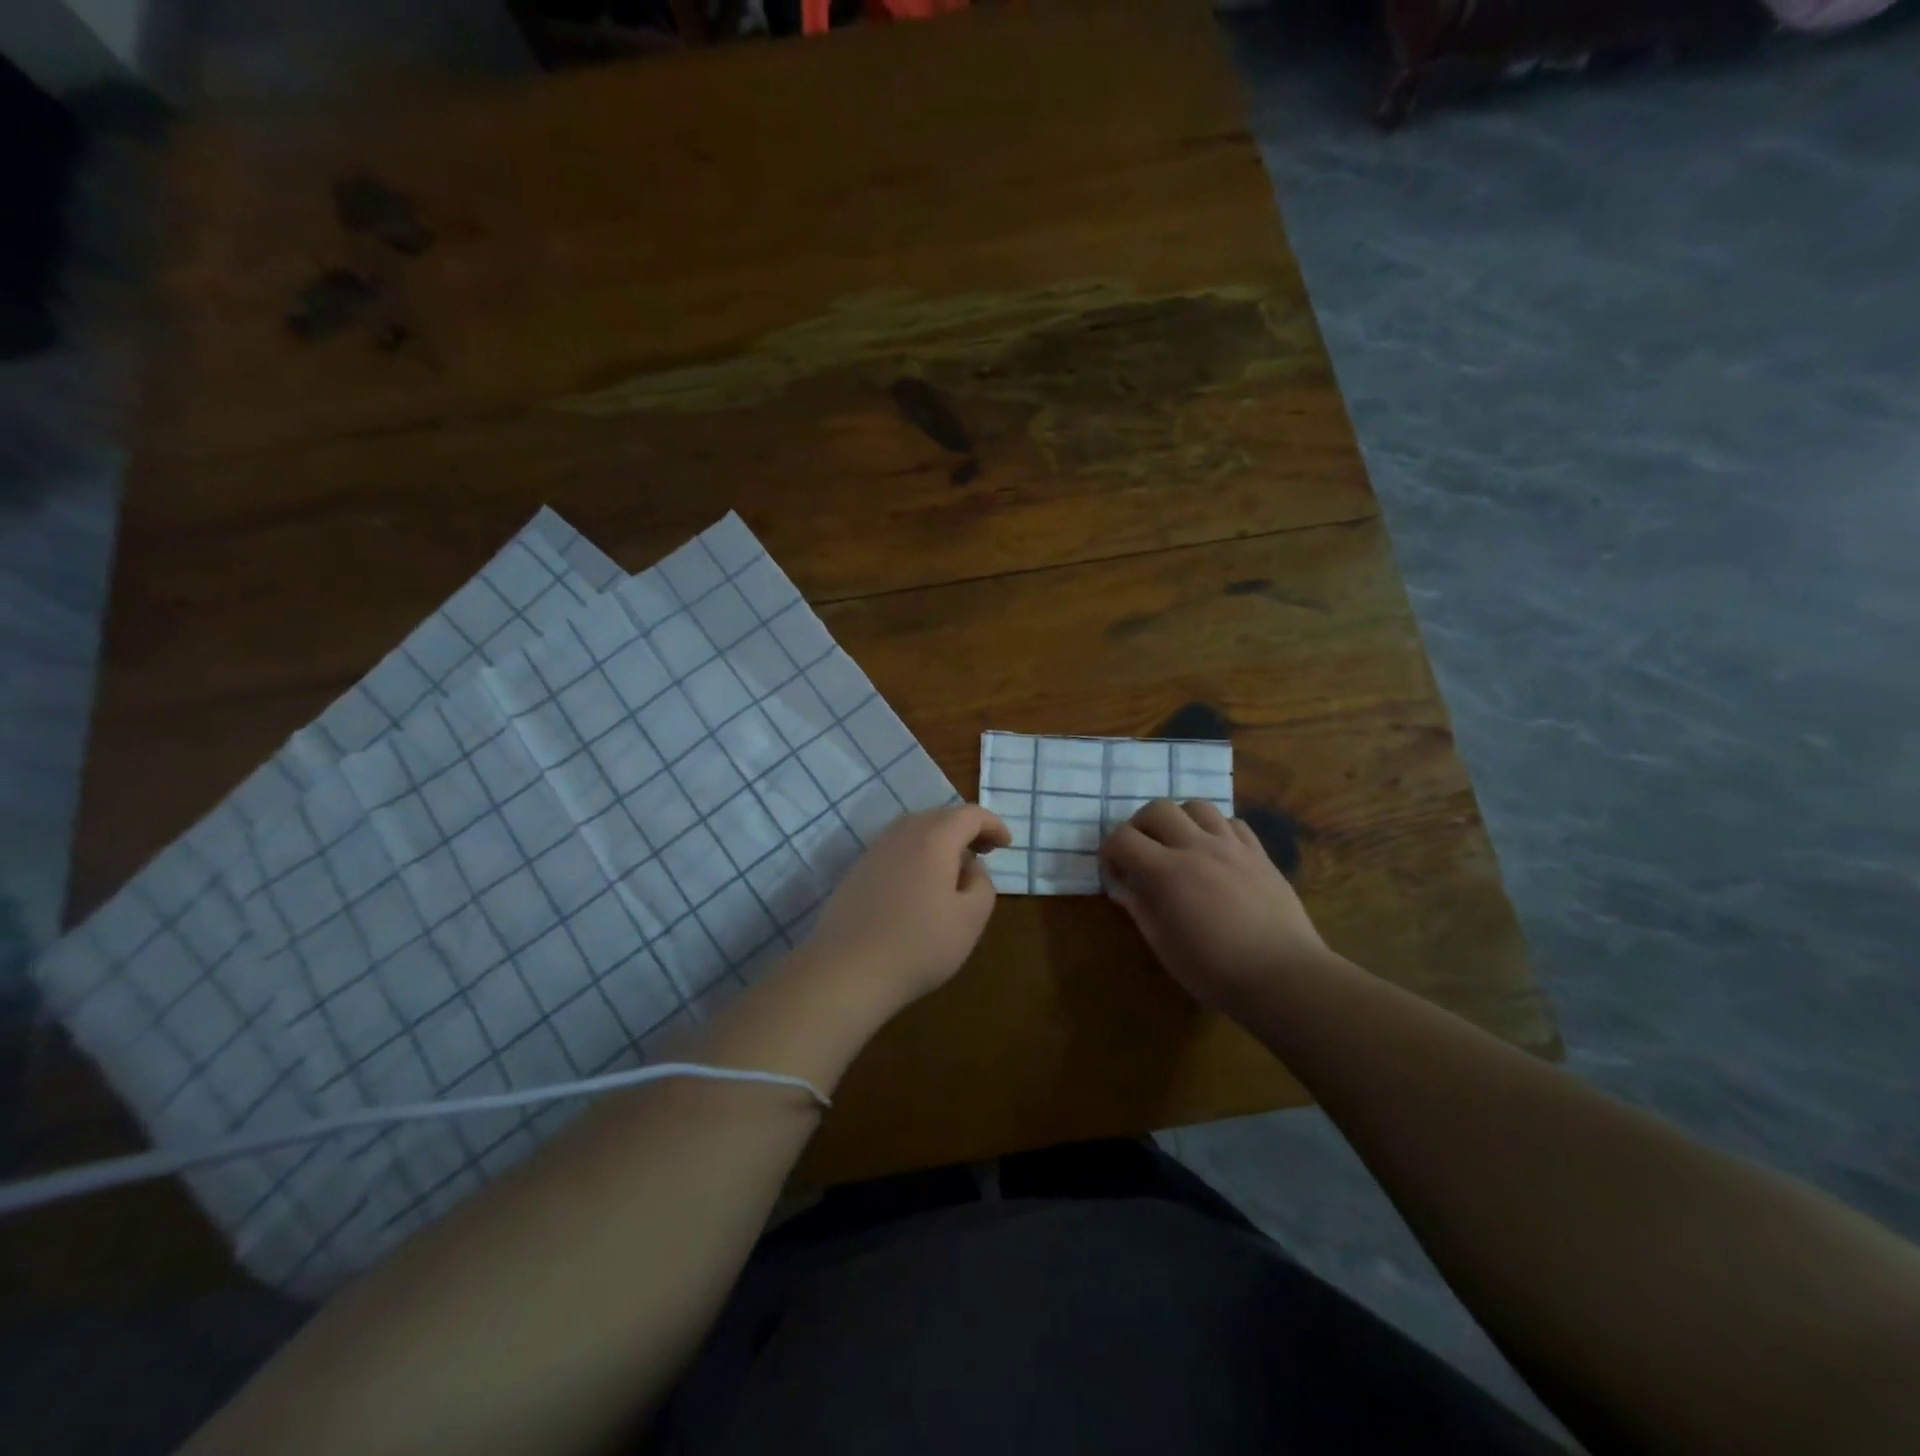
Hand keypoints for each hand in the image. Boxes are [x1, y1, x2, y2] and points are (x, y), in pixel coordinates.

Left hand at [801, 804, 1011, 1011]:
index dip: (993, 825)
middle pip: (940, 817)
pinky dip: (916, 854)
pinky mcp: (857, 871)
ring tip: (953, 867)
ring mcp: (875, 850)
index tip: (1006, 845)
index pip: (970, 815)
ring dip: (939, 841)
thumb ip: (982, 884)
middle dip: (966, 829)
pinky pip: (895, 849)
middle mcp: (902, 833)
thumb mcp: (970, 919)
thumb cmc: (919, 944)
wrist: (847, 969)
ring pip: (914, 831)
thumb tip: (970, 867)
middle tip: (984, 852)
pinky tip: (920, 884)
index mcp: (934, 838)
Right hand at [1101, 799, 1330, 1016]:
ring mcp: (1231, 846)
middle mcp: (1197, 847)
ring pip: (1197, 806)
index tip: (1114, 872)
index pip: (1123, 838)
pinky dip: (1216, 829)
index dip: (1110, 851)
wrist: (1284, 977)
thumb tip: (1123, 887)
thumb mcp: (1163, 945)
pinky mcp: (1259, 853)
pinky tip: (1215, 852)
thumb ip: (1139, 908)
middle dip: (1140, 825)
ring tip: (1179, 845)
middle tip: (1142, 852)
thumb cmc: (1215, 970)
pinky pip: (1232, 822)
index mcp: (1167, 872)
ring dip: (1179, 820)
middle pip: (1158, 808)